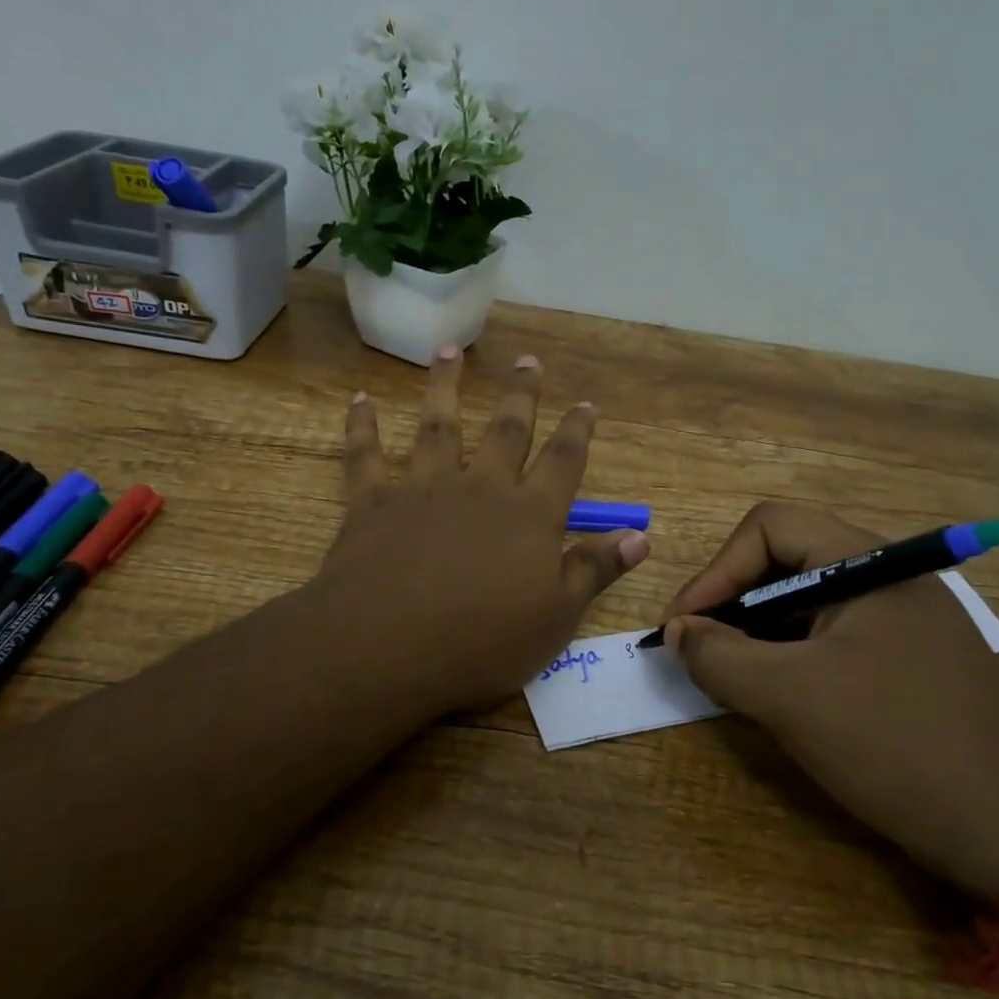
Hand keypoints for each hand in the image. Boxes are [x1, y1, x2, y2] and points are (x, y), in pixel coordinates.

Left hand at [315, 346, 649, 714]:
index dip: (578, 431)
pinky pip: (366, 455)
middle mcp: (480, 488)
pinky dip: (362, 427)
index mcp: (529, 515)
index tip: (586, 404)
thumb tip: (639, 536)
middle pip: (506, 431)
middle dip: (521, 396)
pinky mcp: (373, 502)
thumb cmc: (483, 642)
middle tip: (528, 361)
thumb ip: (595, 570)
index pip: (563, 462)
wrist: (389, 646)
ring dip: (445, 387)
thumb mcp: (556, 617)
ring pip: (438, 426)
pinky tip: (359, 401)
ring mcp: (424, 489)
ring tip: (450, 351)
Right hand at [663, 503, 998, 899]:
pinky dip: (790, 655)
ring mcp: (903, 619)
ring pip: (806, 601)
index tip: (683, 627)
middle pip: (785, 560)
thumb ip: (719, 656)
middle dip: (731, 601)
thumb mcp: (790, 698)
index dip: (715, 571)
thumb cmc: (897, 746)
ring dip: (757, 631)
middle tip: (699, 651)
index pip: (769, 528)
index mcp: (868, 562)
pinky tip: (777, 694)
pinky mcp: (909, 659)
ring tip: (731, 676)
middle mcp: (888, 576)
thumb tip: (678, 632)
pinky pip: (832, 636)